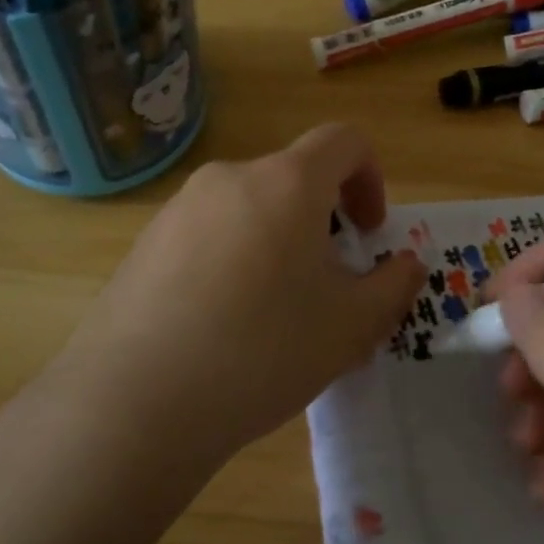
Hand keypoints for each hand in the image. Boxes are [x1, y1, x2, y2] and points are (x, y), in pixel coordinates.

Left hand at [46, 123, 423, 472]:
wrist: (137, 401)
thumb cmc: (263, 351)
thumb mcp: (352, 326)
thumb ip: (394, 286)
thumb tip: (406, 264)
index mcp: (285, 183)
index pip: (343, 142)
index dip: (371, 179)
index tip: (369, 234)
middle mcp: (229, 179)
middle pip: (293, 180)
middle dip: (323, 224)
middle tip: (327, 289)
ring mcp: (178, 209)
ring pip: (249, 211)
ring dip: (277, 245)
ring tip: (273, 316)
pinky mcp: (145, 244)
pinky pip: (208, 236)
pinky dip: (233, 261)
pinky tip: (221, 326)